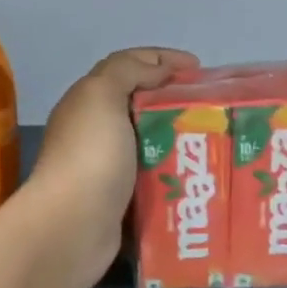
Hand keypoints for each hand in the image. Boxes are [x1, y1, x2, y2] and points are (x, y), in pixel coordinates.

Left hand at [26, 47, 198, 284]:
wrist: (72, 227)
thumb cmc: (91, 155)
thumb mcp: (102, 96)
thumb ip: (128, 71)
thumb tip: (159, 69)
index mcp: (89, 101)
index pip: (129, 66)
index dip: (164, 59)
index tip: (200, 69)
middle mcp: (96, 131)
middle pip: (143, 103)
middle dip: (177, 99)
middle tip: (212, 107)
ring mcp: (108, 167)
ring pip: (152, 142)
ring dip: (181, 139)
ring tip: (214, 141)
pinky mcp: (123, 200)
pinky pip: (155, 178)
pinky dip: (175, 174)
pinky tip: (199, 176)